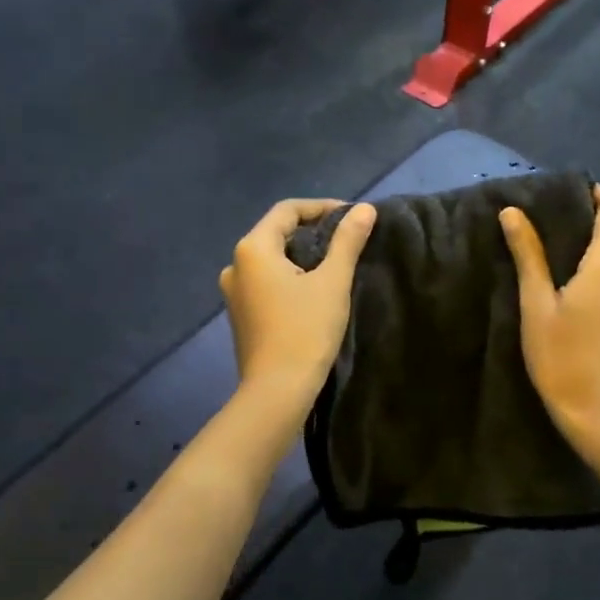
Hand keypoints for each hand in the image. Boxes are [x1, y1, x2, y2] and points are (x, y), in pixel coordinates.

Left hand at [220, 199, 376, 412]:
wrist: (277, 391)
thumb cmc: (305, 331)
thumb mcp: (332, 282)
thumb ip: (347, 241)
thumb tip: (364, 209)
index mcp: (253, 249)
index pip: (287, 211)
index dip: (322, 207)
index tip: (352, 217)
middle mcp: (236, 264)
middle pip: (277, 232)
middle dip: (313, 230)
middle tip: (348, 239)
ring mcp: (234, 291)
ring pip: (272, 258)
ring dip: (302, 254)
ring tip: (335, 263)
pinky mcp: (241, 314)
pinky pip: (266, 280)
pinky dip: (290, 275)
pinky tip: (313, 289)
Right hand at [500, 185, 599, 449]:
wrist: (599, 418)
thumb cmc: (561, 359)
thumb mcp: (535, 306)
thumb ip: (528, 256)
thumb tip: (513, 213)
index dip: (597, 194)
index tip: (568, 197)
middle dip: (580, 239)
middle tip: (542, 249)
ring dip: (587, 270)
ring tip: (552, 287)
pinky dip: (597, 293)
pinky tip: (573, 317)